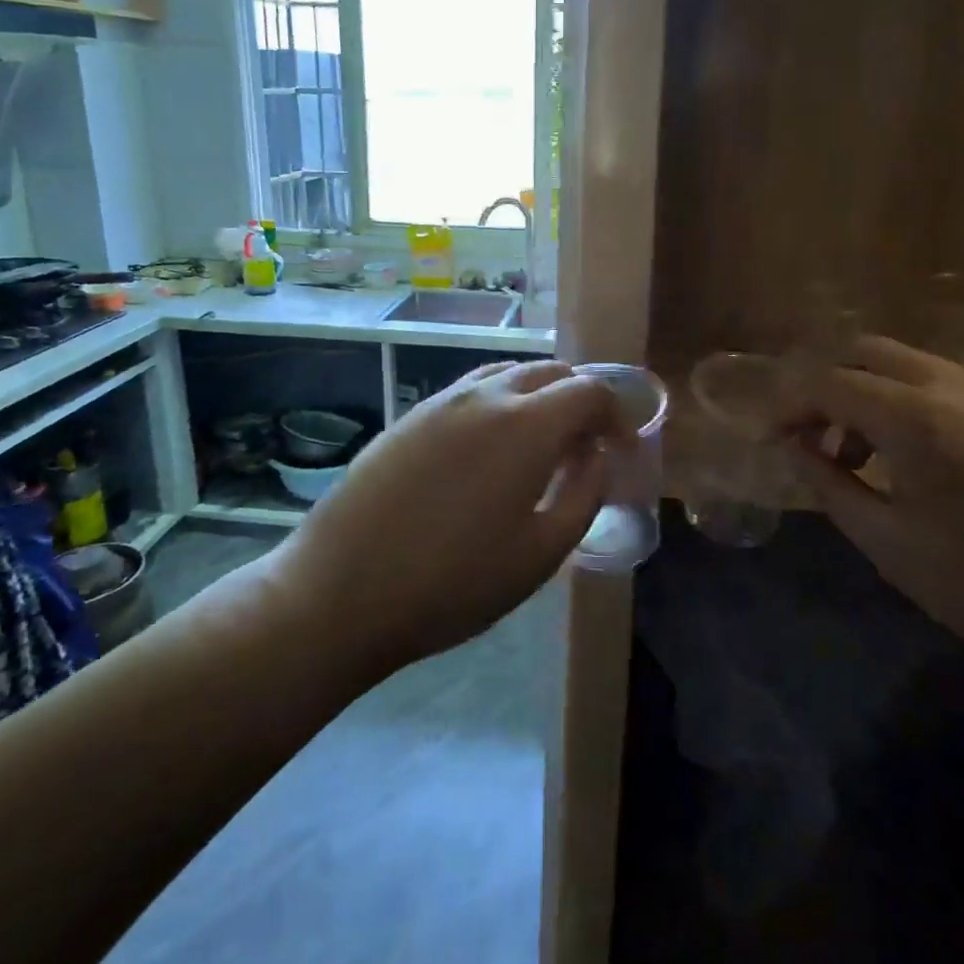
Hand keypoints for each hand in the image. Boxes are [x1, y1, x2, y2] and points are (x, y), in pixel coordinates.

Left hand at [277, 361, 628, 669]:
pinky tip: (490, 450)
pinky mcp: (410, 418)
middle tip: (586, 447)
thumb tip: (597, 456)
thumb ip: (583, 494)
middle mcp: (484, 396)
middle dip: (580, 400)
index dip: (616, 414)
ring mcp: (441, 402)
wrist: (341, 591)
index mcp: (525, 424)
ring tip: (541, 445)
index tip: (622, 448)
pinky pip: (470, 392)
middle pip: (550, 372)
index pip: (589, 391)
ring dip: (538, 397)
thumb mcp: (540, 554)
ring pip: (507, 375)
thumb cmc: (453, 583)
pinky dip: (499, 404)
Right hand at [786, 338, 963, 681]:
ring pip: (909, 364)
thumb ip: (827, 482)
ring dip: (868, 393)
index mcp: (919, 419)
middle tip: (810, 436)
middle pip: (868, 352)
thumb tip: (794, 446)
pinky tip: (910, 458)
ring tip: (855, 456)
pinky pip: (947, 385)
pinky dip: (909, 403)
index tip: (770, 437)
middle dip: (827, 384)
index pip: (831, 382)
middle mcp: (958, 387)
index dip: (789, 404)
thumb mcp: (884, 540)